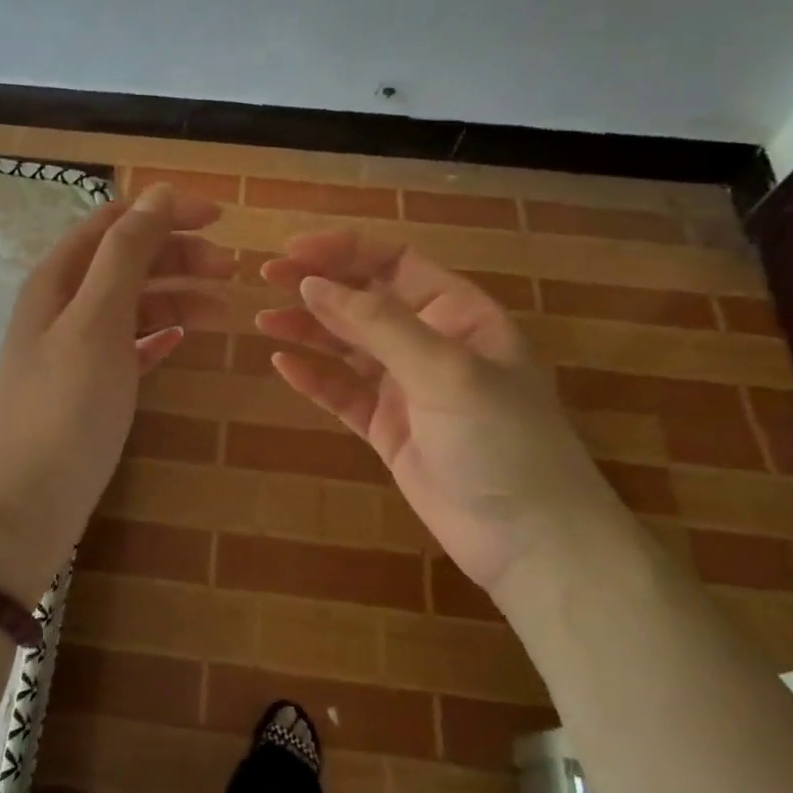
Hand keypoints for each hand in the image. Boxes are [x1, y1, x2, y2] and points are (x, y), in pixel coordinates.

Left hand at [0, 184, 228, 603]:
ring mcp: (74, 347)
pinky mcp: (89, 385)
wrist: (30, 500)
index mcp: (58, 278)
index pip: (114, 223)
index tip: (219, 219)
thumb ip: (126, 253)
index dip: (164, 213)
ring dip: (176, 297)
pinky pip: (129, 345)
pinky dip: (158, 335)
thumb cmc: (66, 404)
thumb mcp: (97, 319)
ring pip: (132, 304)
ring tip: (223, 310)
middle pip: (126, 260)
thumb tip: (157, 193)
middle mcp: (63, 304)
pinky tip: (182, 340)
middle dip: (178, 256)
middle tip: (231, 269)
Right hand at [257, 228, 629, 597]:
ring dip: (308, 330)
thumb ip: (377, 325)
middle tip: (266, 278)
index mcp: (458, 314)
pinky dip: (314, 378)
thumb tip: (313, 284)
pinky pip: (343, 394)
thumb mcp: (445, 370)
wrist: (530, 541)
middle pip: (365, 300)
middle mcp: (431, 343)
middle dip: (318, 286)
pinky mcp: (388, 429)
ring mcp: (408, 388)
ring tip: (263, 321)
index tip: (293, 251)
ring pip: (348, 346)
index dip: (344, 251)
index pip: (394, 263)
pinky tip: (283, 365)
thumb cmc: (501, 441)